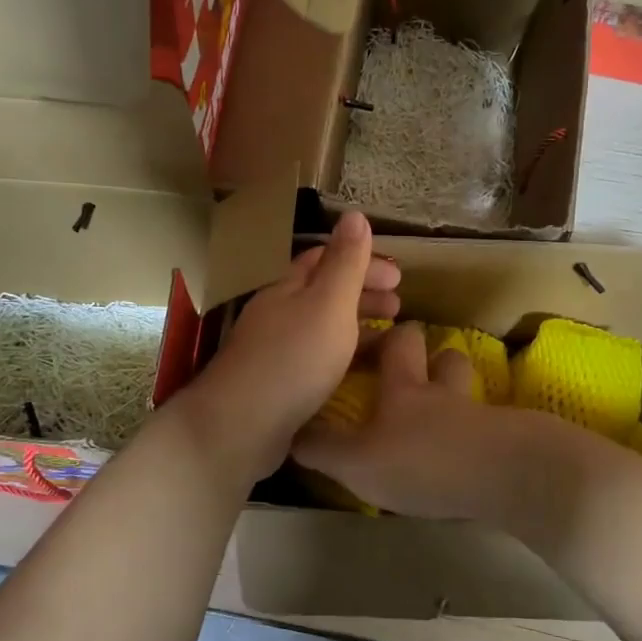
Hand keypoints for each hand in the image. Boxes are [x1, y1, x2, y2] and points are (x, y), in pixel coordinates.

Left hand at [180, 211, 400, 479]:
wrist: (241, 426)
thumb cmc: (293, 358)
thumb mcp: (329, 304)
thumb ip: (345, 262)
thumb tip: (354, 214)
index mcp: (288, 286)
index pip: (326, 259)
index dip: (363, 261)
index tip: (400, 275)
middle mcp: (278, 312)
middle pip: (324, 292)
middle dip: (364, 292)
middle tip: (400, 304)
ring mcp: (275, 349)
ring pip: (322, 326)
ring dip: (357, 325)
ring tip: (391, 336)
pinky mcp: (277, 383)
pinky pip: (318, 358)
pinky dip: (344, 356)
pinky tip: (362, 372)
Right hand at [292, 321, 582, 521]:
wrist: (504, 476)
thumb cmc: (421, 460)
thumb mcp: (355, 461)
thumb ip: (321, 448)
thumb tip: (289, 434)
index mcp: (405, 388)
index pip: (398, 345)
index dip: (388, 338)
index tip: (376, 339)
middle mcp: (444, 392)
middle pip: (443, 358)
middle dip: (432, 358)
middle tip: (419, 374)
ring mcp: (481, 416)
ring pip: (470, 389)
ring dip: (458, 392)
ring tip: (447, 414)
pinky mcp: (509, 442)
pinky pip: (492, 428)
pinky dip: (481, 434)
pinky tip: (472, 454)